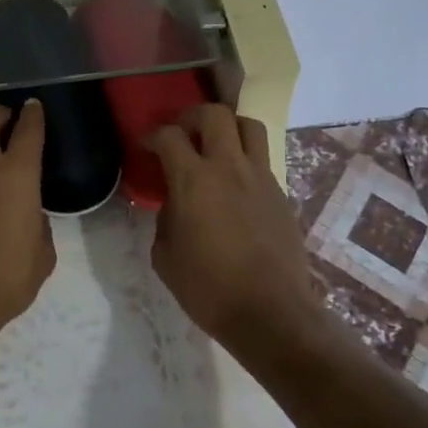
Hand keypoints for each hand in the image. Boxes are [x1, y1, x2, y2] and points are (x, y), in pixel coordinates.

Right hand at [147, 105, 311, 340]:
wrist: (271, 314)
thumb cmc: (208, 289)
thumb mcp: (165, 256)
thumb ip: (165, 218)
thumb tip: (174, 204)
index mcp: (193, 181)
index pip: (169, 135)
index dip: (153, 135)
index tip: (146, 147)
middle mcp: (229, 168)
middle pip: (215, 113)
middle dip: (192, 116)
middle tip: (181, 133)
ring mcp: (261, 178)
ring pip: (248, 126)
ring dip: (227, 127)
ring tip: (214, 146)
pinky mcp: (281, 194)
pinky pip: (262, 160)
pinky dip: (244, 160)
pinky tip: (234, 187)